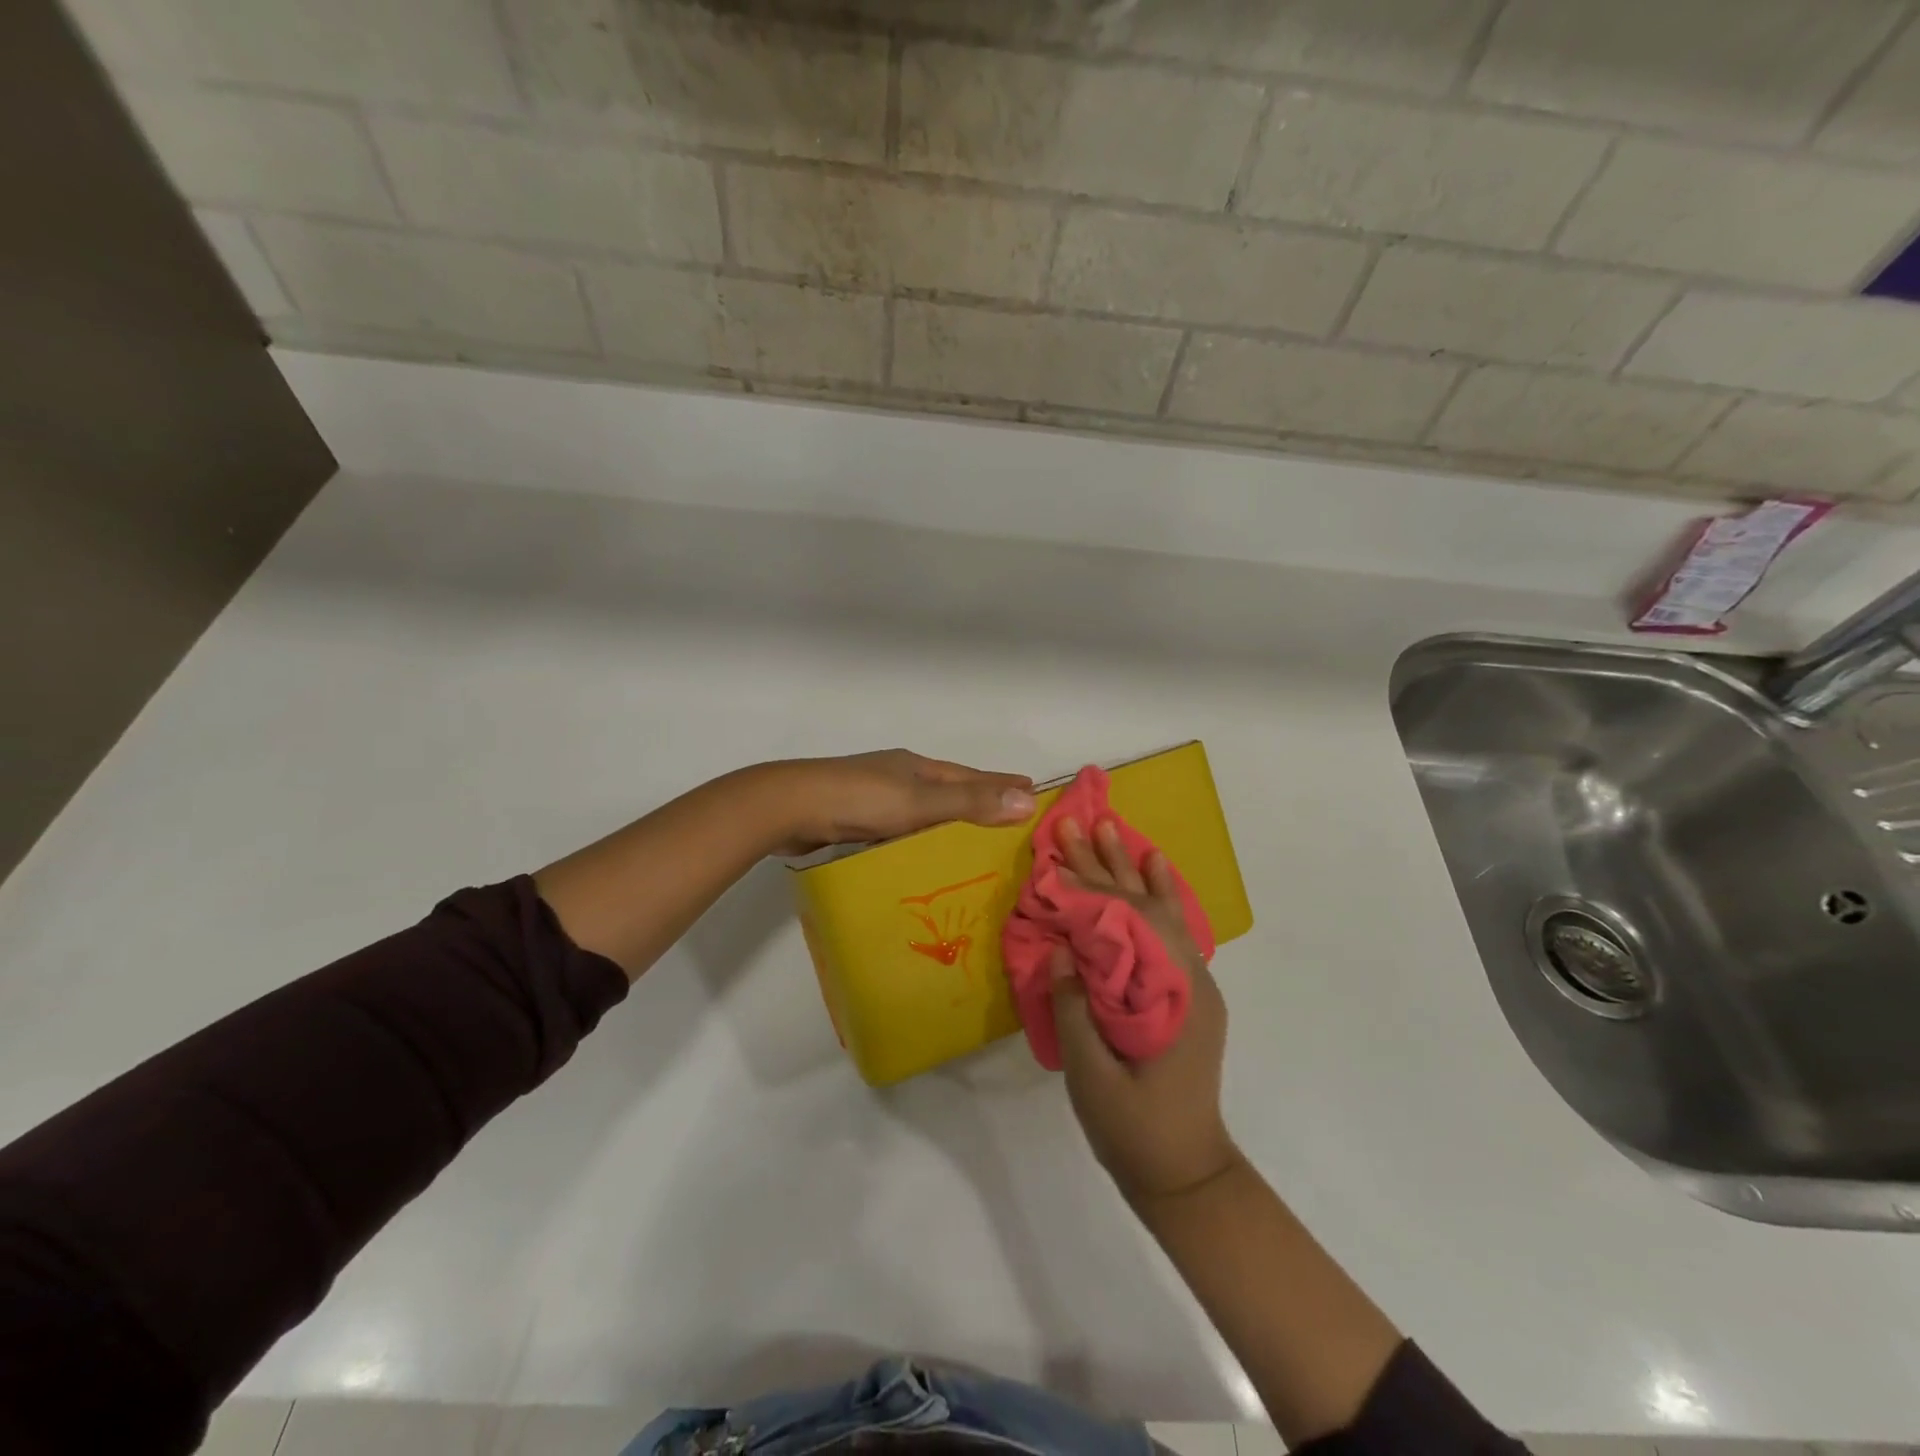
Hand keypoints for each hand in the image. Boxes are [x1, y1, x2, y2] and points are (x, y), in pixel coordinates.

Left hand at [767, 749, 1035, 854]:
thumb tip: (1028, 800)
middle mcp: (900, 776)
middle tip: (1008, 819)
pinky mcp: (855, 818)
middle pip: (949, 789)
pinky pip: (901, 827)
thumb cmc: (859, 799)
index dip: (1002, 784)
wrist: (789, 807)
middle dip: (978, 801)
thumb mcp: (920, 801)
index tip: (1033, 791)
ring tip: (972, 841)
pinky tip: (921, 853)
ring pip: (923, 809)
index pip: (972, 776)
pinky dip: (919, 836)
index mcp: (918, 767)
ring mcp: (875, 796)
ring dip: (948, 820)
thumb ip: (970, 802)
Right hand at [1051, 817, 1240, 1204]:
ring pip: (1161, 912)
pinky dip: (1161, 896)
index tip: (1062, 848)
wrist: (1186, 1173)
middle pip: (1143, 907)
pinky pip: (1172, 932)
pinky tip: (1154, 870)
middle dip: (1107, 864)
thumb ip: (1075, 1007)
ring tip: (1112, 830)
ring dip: (1133, 870)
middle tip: (1078, 824)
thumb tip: (1059, 946)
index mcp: (1168, 996)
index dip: (1089, 884)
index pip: (1125, 922)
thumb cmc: (1135, 1129)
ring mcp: (1193, 984)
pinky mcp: (1186, 993)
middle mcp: (1189, 979)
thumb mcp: (1091, 1074)